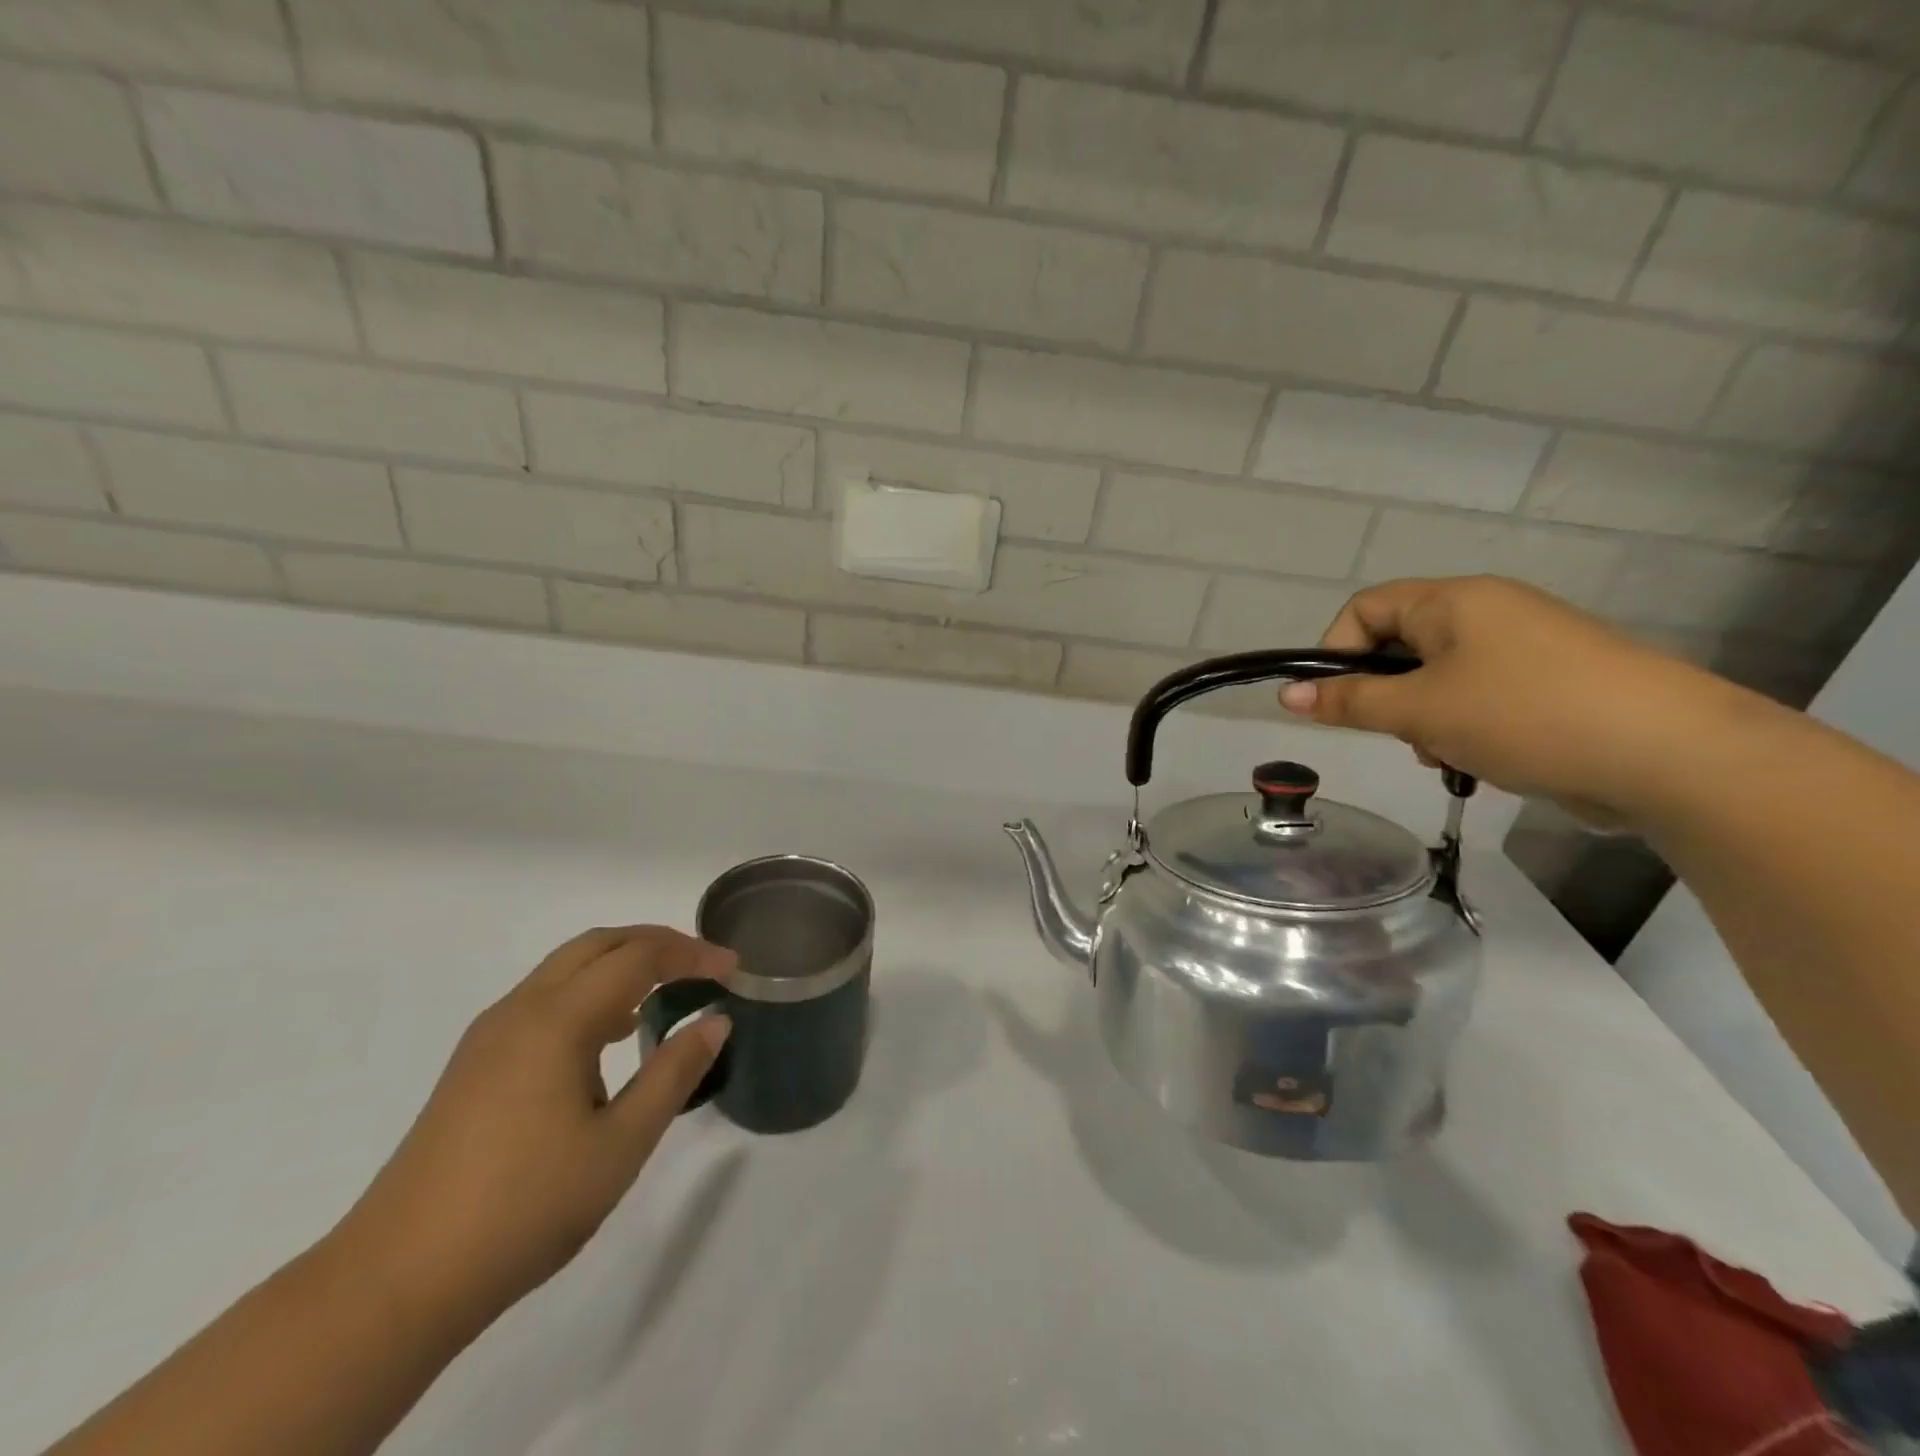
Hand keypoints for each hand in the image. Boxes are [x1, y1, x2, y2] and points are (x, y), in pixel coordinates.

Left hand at [334, 927, 734, 1337]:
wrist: (396, 1281)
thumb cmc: (525, 1207)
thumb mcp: (621, 1144)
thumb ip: (674, 1072)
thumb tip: (716, 1020)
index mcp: (558, 1020)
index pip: (638, 957)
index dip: (691, 954)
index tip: (733, 970)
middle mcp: (521, 1010)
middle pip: (598, 944)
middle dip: (656, 943)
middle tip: (703, 966)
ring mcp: (490, 1035)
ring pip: (567, 968)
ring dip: (621, 964)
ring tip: (666, 992)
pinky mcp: (474, 1063)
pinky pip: (544, 998)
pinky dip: (589, 992)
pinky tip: (610, 1036)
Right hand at [1276, 576, 1736, 822]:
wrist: (1671, 755)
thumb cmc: (1524, 715)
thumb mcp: (1419, 710)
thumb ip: (1348, 701)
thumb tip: (1287, 693)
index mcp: (1454, 601)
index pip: (1365, 608)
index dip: (1337, 652)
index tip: (1337, 702)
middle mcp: (1489, 612)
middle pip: (1401, 645)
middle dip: (1386, 695)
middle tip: (1399, 733)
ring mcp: (1526, 648)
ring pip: (1439, 679)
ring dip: (1424, 719)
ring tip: (1447, 754)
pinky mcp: (1553, 685)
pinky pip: (1480, 698)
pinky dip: (1465, 728)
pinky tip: (1484, 760)